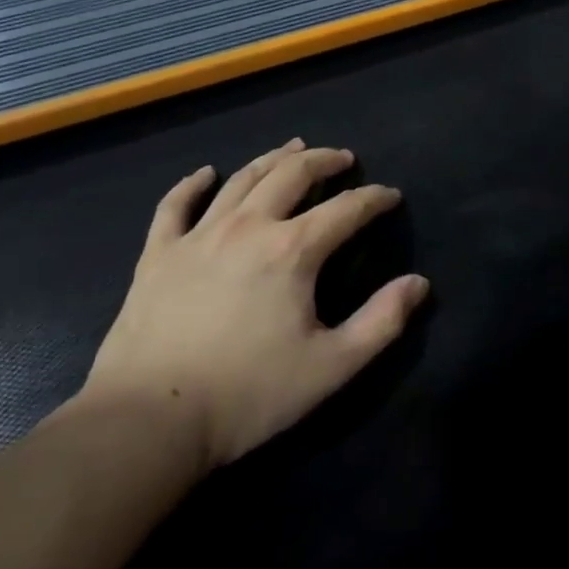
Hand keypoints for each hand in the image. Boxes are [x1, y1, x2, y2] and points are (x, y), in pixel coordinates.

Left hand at [81, 139, 427, 470]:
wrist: (150, 420)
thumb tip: (419, 283)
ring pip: (242, 179)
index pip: (347, 209)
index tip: (390, 195)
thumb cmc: (248, 395)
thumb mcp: (331, 367)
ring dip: (272, 159)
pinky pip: (175, 206)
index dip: (374, 198)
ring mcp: (198, 235)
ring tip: (292, 149)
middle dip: (323, 160)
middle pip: (292, 175)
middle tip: (342, 157)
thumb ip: (382, 322)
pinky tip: (205, 173)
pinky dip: (192, 184)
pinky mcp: (159, 254)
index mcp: (293, 250)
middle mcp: (249, 226)